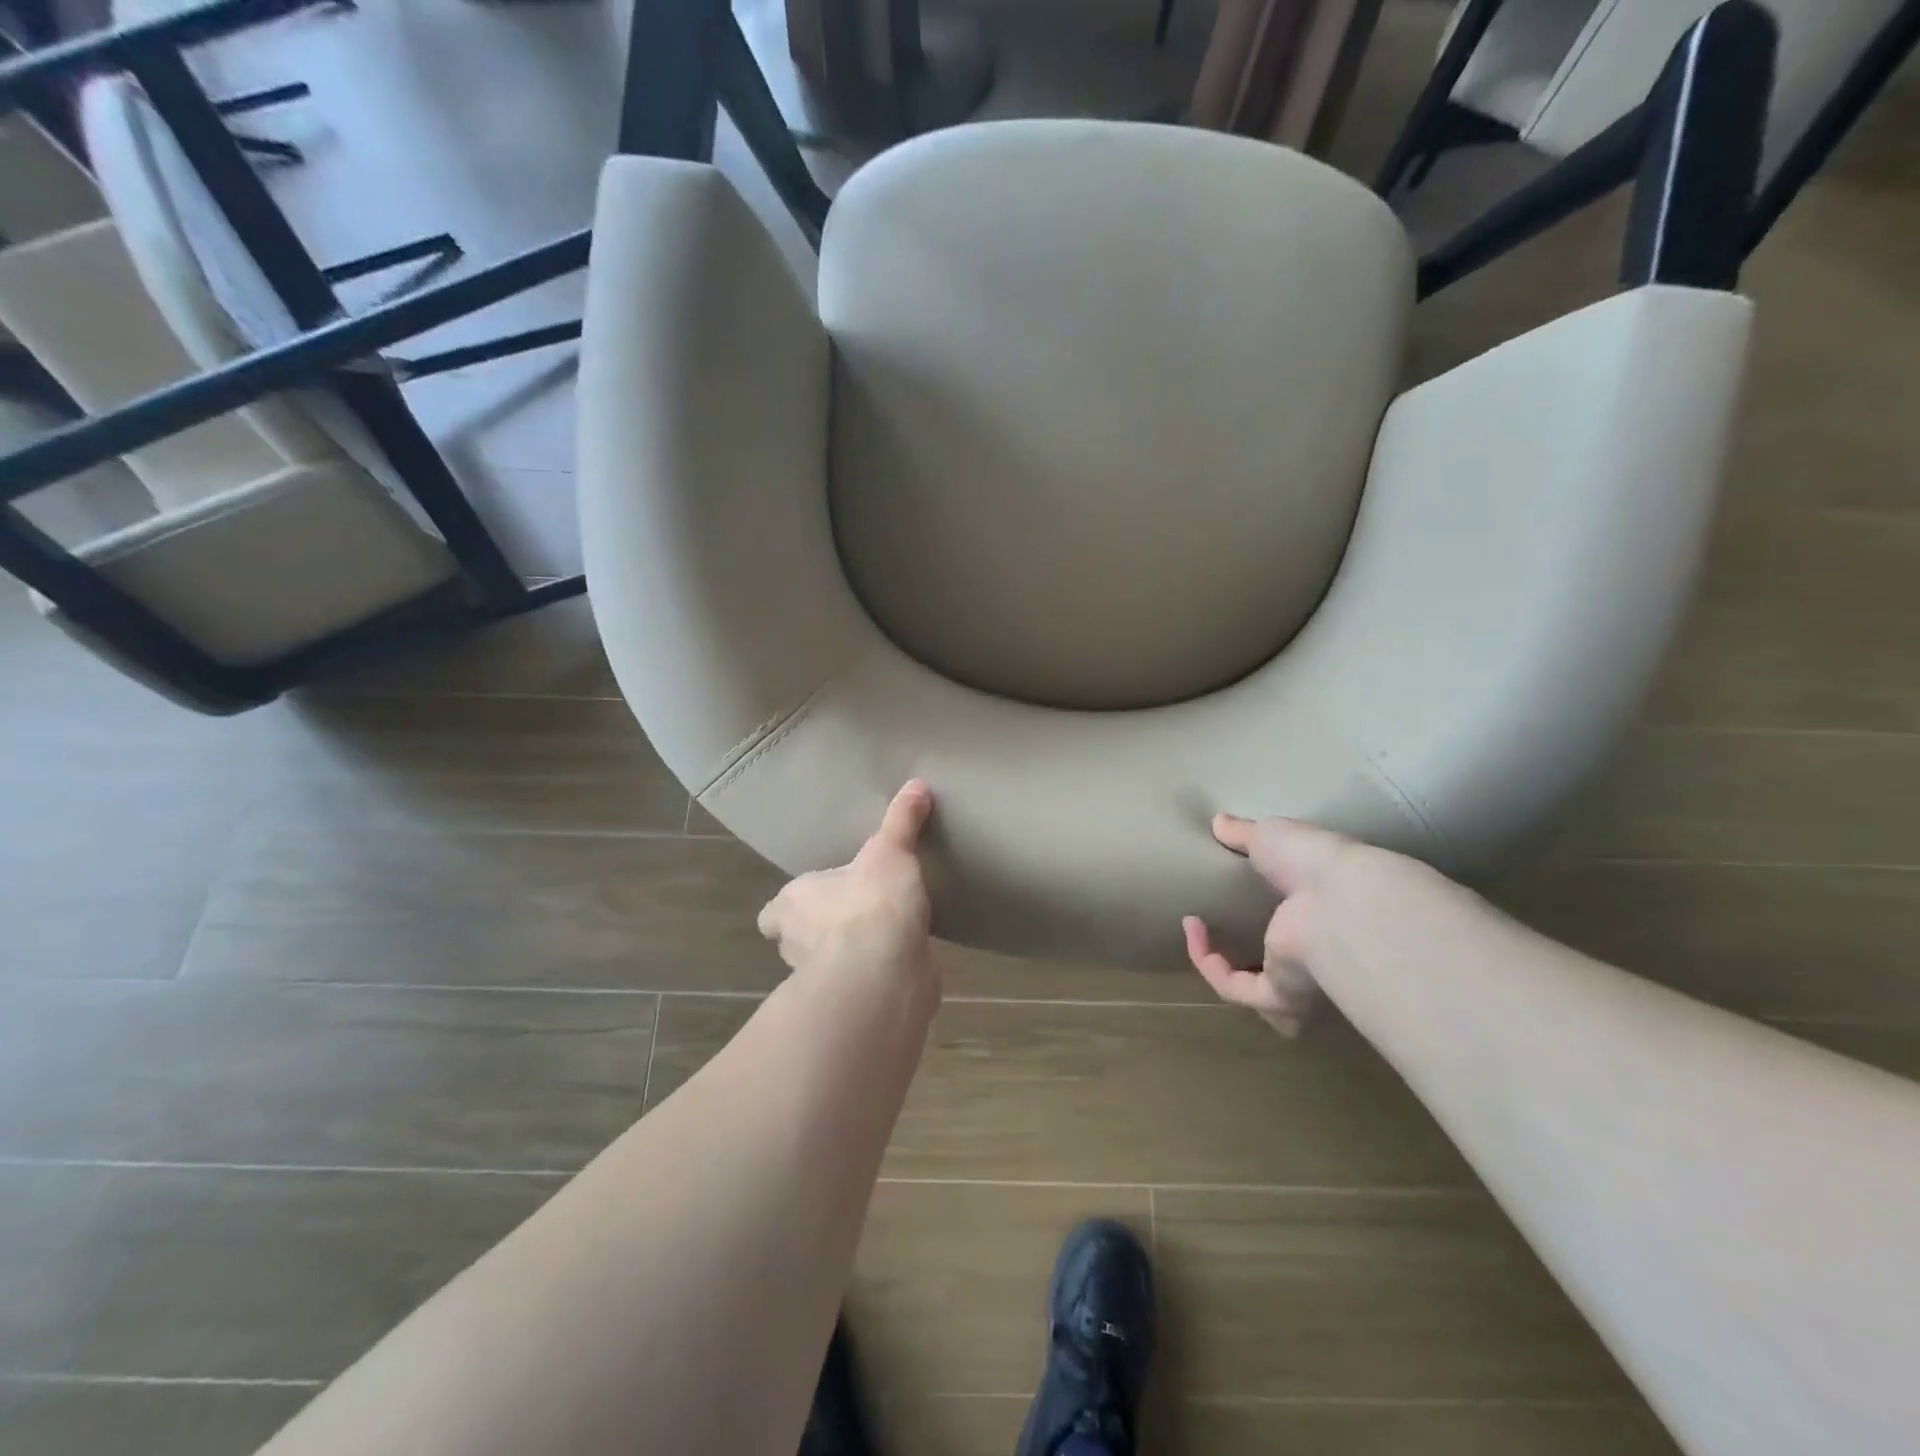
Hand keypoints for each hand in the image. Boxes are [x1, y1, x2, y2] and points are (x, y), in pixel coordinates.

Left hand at [758, 780, 936, 983]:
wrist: (885, 974)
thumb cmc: (870, 904)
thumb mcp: (890, 850)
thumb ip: (901, 820)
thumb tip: (917, 783)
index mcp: (792, 905)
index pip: (774, 912)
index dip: (788, 908)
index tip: (814, 899)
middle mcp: (797, 945)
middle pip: (798, 939)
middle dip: (821, 929)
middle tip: (855, 909)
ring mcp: (823, 980)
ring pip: (829, 964)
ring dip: (850, 952)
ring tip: (883, 930)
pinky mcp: (855, 1002)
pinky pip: (862, 982)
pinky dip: (877, 973)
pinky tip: (903, 957)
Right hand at [1183, 814, 1353, 1038]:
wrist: (1337, 897)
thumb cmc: (1314, 861)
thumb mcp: (1270, 835)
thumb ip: (1244, 833)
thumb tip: (1218, 821)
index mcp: (1322, 912)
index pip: (1297, 922)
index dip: (1267, 910)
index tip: (1232, 886)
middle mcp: (1316, 952)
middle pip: (1283, 970)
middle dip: (1255, 964)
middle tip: (1218, 931)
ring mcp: (1299, 978)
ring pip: (1259, 994)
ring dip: (1224, 970)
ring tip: (1197, 931)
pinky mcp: (1279, 994)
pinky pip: (1235, 988)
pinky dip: (1209, 964)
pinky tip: (1194, 930)